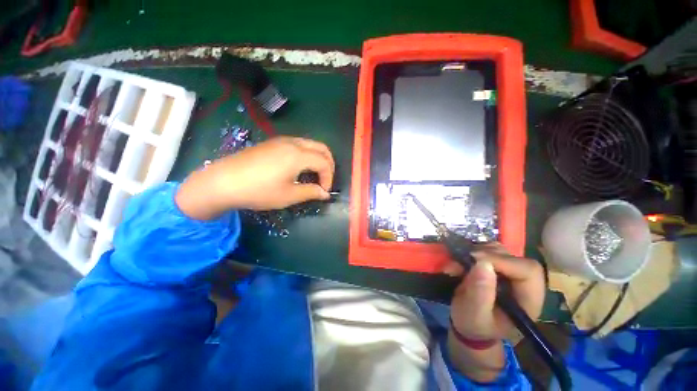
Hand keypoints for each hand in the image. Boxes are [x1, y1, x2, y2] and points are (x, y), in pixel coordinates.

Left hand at [176, 137, 333, 218]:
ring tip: (314, 174)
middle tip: (325, 179)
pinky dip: (307, 154)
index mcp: (298, 155)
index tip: (324, 191)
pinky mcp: (272, 143)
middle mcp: (293, 143)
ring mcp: (281, 140)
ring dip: (318, 157)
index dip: (329, 177)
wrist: (223, 182)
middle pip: (321, 147)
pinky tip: (299, 167)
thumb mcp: (288, 195)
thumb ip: (311, 192)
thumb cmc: (259, 191)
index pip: (324, 162)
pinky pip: (298, 144)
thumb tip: (325, 194)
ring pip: (310, 144)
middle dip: (328, 163)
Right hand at [444, 243, 544, 340]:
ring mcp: (508, 272)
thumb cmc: (474, 325)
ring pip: (498, 250)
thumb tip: (483, 264)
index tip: (476, 260)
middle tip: (463, 260)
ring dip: (475, 252)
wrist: (468, 324)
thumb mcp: (474, 315)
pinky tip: (459, 261)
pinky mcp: (495, 266)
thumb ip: (480, 294)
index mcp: (528, 299)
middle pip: (513, 256)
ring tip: (458, 264)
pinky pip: (485, 249)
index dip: (503, 261)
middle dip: (485, 254)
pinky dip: (470, 251)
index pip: (528, 271)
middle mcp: (522, 282)